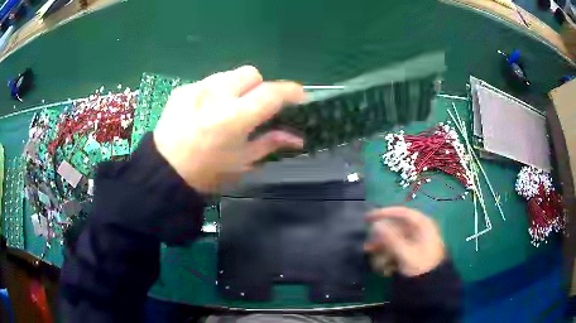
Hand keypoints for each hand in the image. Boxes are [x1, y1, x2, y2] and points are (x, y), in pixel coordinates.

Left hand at [153, 66, 304, 191]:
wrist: (165, 171)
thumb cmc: (207, 172)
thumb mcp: (243, 161)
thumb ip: (271, 142)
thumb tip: (297, 138)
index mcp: (234, 117)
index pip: (271, 93)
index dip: (291, 92)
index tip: (299, 96)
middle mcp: (216, 95)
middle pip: (251, 73)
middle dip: (259, 87)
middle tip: (253, 107)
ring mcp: (197, 89)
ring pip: (229, 74)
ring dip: (236, 87)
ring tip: (227, 107)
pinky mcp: (182, 89)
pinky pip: (208, 82)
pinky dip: (214, 92)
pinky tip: (205, 110)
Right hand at [364, 207, 444, 276]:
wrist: (432, 284)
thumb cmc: (421, 266)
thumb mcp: (405, 253)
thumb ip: (391, 239)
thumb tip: (376, 225)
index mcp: (422, 225)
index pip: (402, 213)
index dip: (384, 213)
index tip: (368, 218)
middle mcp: (419, 230)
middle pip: (395, 227)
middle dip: (380, 239)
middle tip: (368, 247)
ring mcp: (415, 240)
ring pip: (394, 240)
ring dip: (382, 250)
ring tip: (376, 264)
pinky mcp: (411, 251)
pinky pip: (396, 249)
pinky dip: (388, 256)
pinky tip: (384, 268)